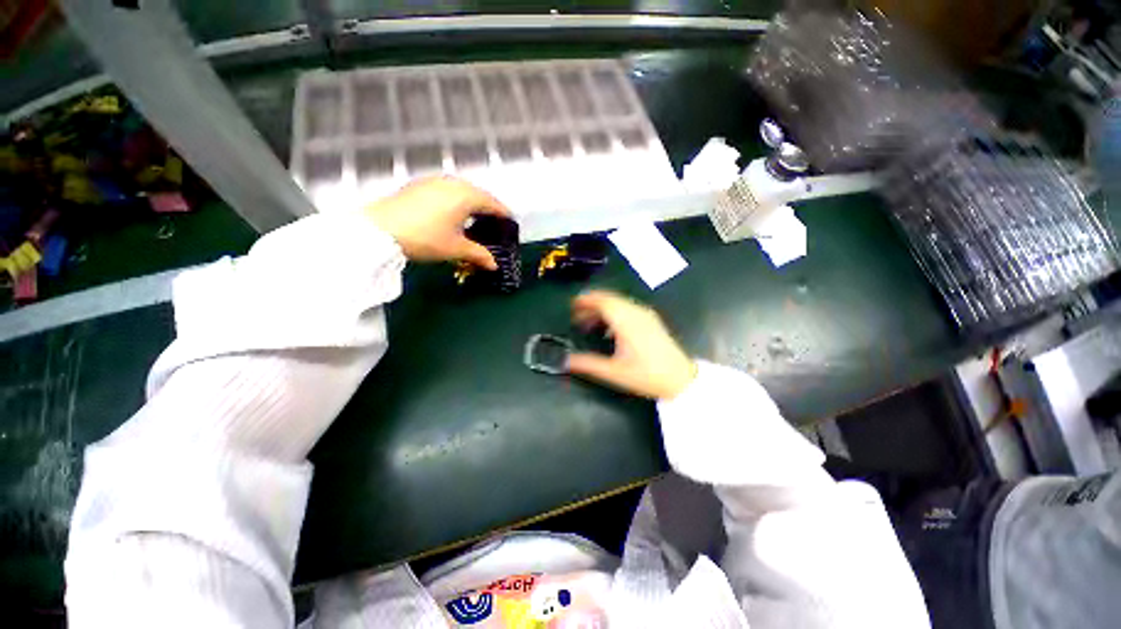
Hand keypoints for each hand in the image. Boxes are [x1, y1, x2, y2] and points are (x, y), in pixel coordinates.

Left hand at [365, 176, 511, 268]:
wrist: (379, 230)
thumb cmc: (425, 237)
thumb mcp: (456, 248)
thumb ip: (479, 254)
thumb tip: (494, 265)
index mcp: (466, 195)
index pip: (493, 204)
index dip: (503, 215)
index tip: (510, 223)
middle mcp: (452, 183)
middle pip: (478, 195)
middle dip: (487, 209)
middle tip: (493, 224)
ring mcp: (434, 181)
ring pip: (461, 191)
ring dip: (470, 204)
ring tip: (473, 220)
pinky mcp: (419, 185)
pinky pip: (446, 191)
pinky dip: (455, 201)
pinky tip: (451, 214)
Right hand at [566, 290, 696, 399]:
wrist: (681, 380)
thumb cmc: (646, 375)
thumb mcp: (613, 372)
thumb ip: (587, 364)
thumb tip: (564, 361)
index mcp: (626, 321)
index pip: (602, 301)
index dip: (585, 300)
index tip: (572, 305)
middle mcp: (636, 312)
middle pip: (609, 299)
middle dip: (591, 305)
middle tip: (577, 318)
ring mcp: (646, 315)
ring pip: (619, 303)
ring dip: (602, 309)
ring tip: (590, 325)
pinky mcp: (651, 321)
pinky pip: (627, 309)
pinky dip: (614, 313)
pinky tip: (609, 330)